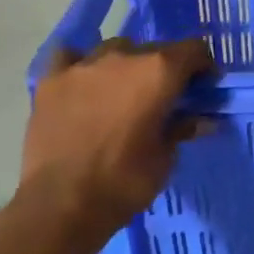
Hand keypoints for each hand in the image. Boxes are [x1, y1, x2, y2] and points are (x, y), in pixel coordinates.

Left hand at [20, 38, 215, 242]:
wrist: (61, 205)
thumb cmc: (124, 182)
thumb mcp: (166, 159)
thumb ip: (181, 129)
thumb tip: (201, 120)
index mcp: (159, 72)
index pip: (194, 49)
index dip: (203, 66)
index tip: (203, 87)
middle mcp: (123, 57)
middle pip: (154, 49)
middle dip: (164, 69)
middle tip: (163, 98)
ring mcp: (83, 65)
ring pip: (114, 49)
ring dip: (126, 65)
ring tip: (122, 93)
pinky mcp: (51, 80)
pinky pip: (71, 56)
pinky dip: (81, 64)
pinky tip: (83, 83)